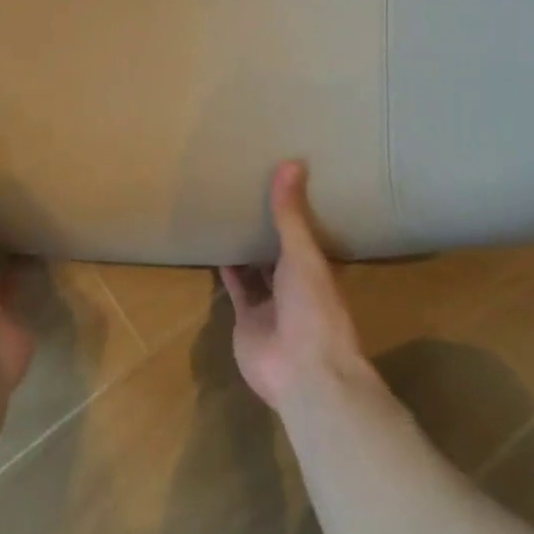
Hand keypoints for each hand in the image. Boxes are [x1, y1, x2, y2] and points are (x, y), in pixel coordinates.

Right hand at [221, 161, 371, 412]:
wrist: (303, 371)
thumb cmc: (313, 307)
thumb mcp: (303, 254)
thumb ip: (291, 214)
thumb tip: (291, 162)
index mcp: (319, 268)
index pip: (307, 232)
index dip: (296, 209)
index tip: (280, 179)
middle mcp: (297, 283)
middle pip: (280, 250)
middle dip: (267, 226)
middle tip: (247, 189)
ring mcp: (272, 303)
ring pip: (257, 269)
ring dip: (246, 247)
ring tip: (228, 212)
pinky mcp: (248, 320)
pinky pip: (236, 289)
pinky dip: (227, 270)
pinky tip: (215, 245)